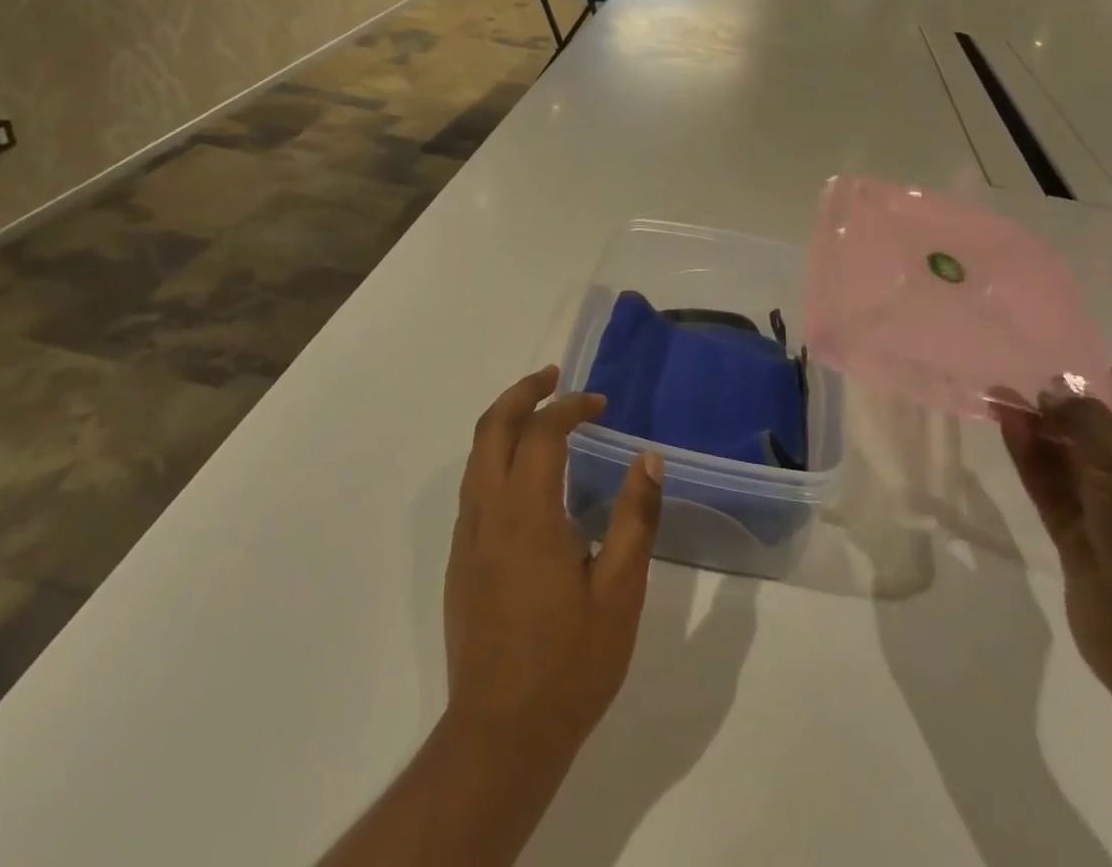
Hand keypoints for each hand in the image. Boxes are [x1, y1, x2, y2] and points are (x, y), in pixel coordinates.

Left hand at [444, 366, 663, 762]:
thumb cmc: (569, 663)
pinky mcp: (460, 558)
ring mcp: (468, 535)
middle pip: (493, 426)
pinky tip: (526, 472)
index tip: (601, 404)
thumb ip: (636, 519)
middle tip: (555, 376)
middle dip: (523, 391)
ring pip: (477, 453)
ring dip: (506, 419)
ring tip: (540, 410)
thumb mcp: (620, 593)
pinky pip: (474, 483)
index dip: (571, 406)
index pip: (543, 432)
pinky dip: (496, 453)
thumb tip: (650, 459)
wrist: (500, 735)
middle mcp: (488, 512)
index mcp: (528, 514)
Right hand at [992, 369, 1111, 710]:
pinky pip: (1055, 490)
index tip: (1090, 366)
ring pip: (1076, 464)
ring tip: (1003, 393)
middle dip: (1072, 409)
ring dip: (1044, 430)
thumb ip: (1088, 419)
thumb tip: (1052, 391)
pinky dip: (1033, 459)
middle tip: (1028, 377)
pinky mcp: (1085, 545)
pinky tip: (1008, 425)